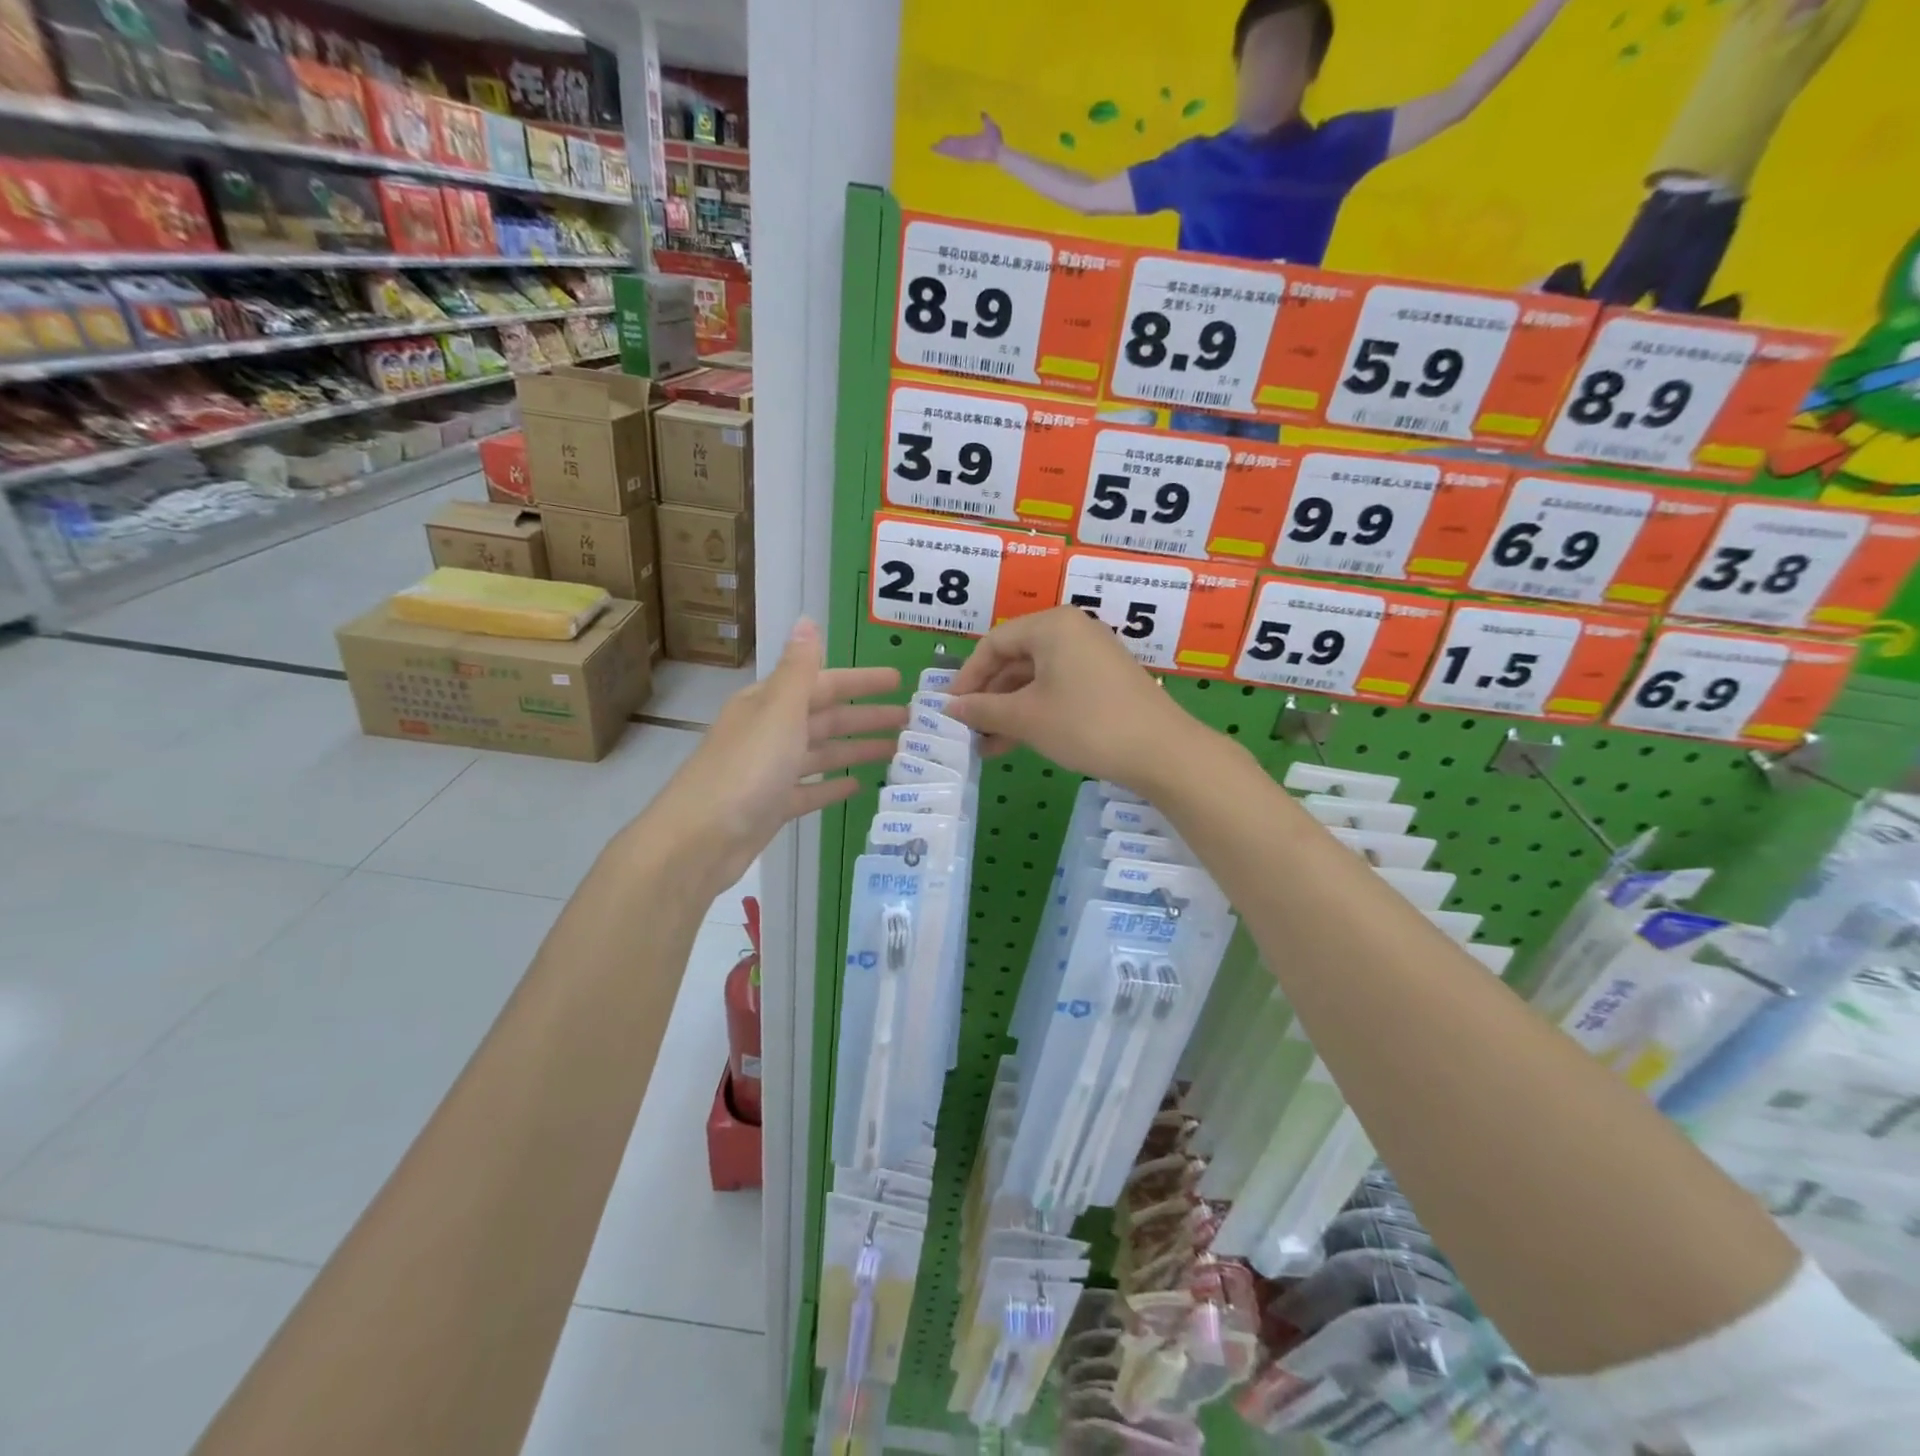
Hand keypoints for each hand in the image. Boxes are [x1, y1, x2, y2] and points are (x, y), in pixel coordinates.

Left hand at [643, 620, 904, 896]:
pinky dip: (831, 786)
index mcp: (769, 704)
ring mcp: (769, 772)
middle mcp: (769, 732)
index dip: (860, 681)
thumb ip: (799, 671)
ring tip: (895, 751)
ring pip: (820, 753)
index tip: (898, 679)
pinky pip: (808, 790)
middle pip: (825, 718)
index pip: (823, 684)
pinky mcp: (771, 807)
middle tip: (910, 719)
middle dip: (865, 716)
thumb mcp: (778, 713)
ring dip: (855, 749)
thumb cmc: (745, 770)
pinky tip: (857, 786)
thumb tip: (806, 620)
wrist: (699, 840)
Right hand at [932, 112, 1004, 163]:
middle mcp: (966, 148)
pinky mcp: (965, 153)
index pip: (959, 141)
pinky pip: (954, 151)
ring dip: (942, 149)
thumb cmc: (996, 141)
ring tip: (933, 147)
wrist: (998, 151)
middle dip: (943, 146)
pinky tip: (941, 149)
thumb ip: (985, 119)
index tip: (943, 139)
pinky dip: (947, 150)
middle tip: (932, 145)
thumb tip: (982, 112)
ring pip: (951, 150)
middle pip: (952, 147)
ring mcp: (965, 152)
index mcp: (972, 142)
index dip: (951, 141)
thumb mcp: (990, 126)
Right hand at [944, 607, 1214, 790]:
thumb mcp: (1026, 718)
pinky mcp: (1105, 680)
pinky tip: (1017, 742)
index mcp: (1051, 625)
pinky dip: (1035, 711)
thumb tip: (948, 708)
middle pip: (1015, 659)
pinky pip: (1058, 688)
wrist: (1162, 752)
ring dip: (1009, 710)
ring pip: (1036, 679)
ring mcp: (1092, 655)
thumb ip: (982, 709)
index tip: (950, 709)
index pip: (994, 643)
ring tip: (987, 746)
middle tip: (967, 730)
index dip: (967, 677)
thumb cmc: (1085, 724)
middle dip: (988, 697)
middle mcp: (1072, 631)